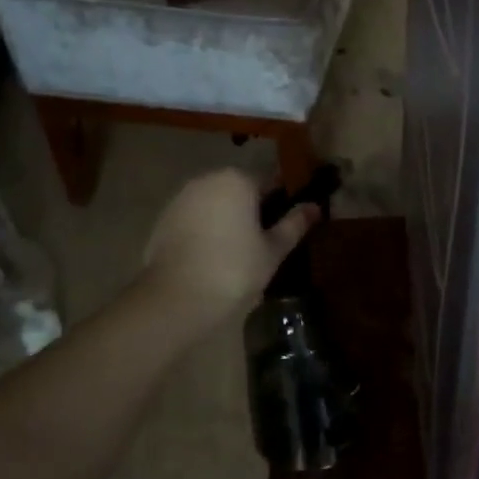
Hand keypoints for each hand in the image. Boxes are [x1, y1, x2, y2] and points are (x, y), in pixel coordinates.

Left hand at [142, 169, 318, 331]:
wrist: (177, 299)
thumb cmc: (235, 270)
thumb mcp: (273, 250)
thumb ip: (294, 224)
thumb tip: (315, 207)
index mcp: (237, 180)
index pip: (270, 180)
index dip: (283, 200)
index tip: (289, 221)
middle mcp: (207, 180)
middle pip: (239, 189)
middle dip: (253, 208)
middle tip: (265, 241)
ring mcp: (181, 198)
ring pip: (215, 203)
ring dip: (228, 218)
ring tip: (239, 252)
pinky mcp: (163, 219)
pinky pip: (194, 218)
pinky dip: (205, 230)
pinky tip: (212, 257)